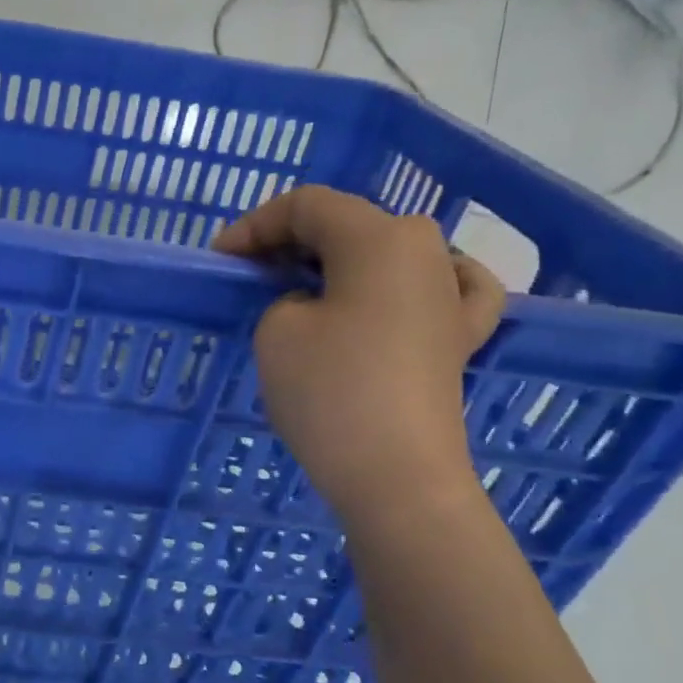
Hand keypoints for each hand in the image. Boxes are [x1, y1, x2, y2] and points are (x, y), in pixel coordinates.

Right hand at [213, 186, 504, 521]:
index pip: (307, 205)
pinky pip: (444, 288)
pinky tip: (407, 288)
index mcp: (379, 237)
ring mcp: (451, 294)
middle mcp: (426, 250)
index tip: (221, 259)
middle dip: (292, 241)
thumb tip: (311, 303)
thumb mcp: (277, 329)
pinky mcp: (461, 336)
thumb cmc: (330, 392)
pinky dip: (413, 282)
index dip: (255, 225)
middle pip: (349, 223)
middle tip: (251, 274)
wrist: (396, 476)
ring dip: (340, 260)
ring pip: (388, 251)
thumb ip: (284, 296)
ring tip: (304, 285)